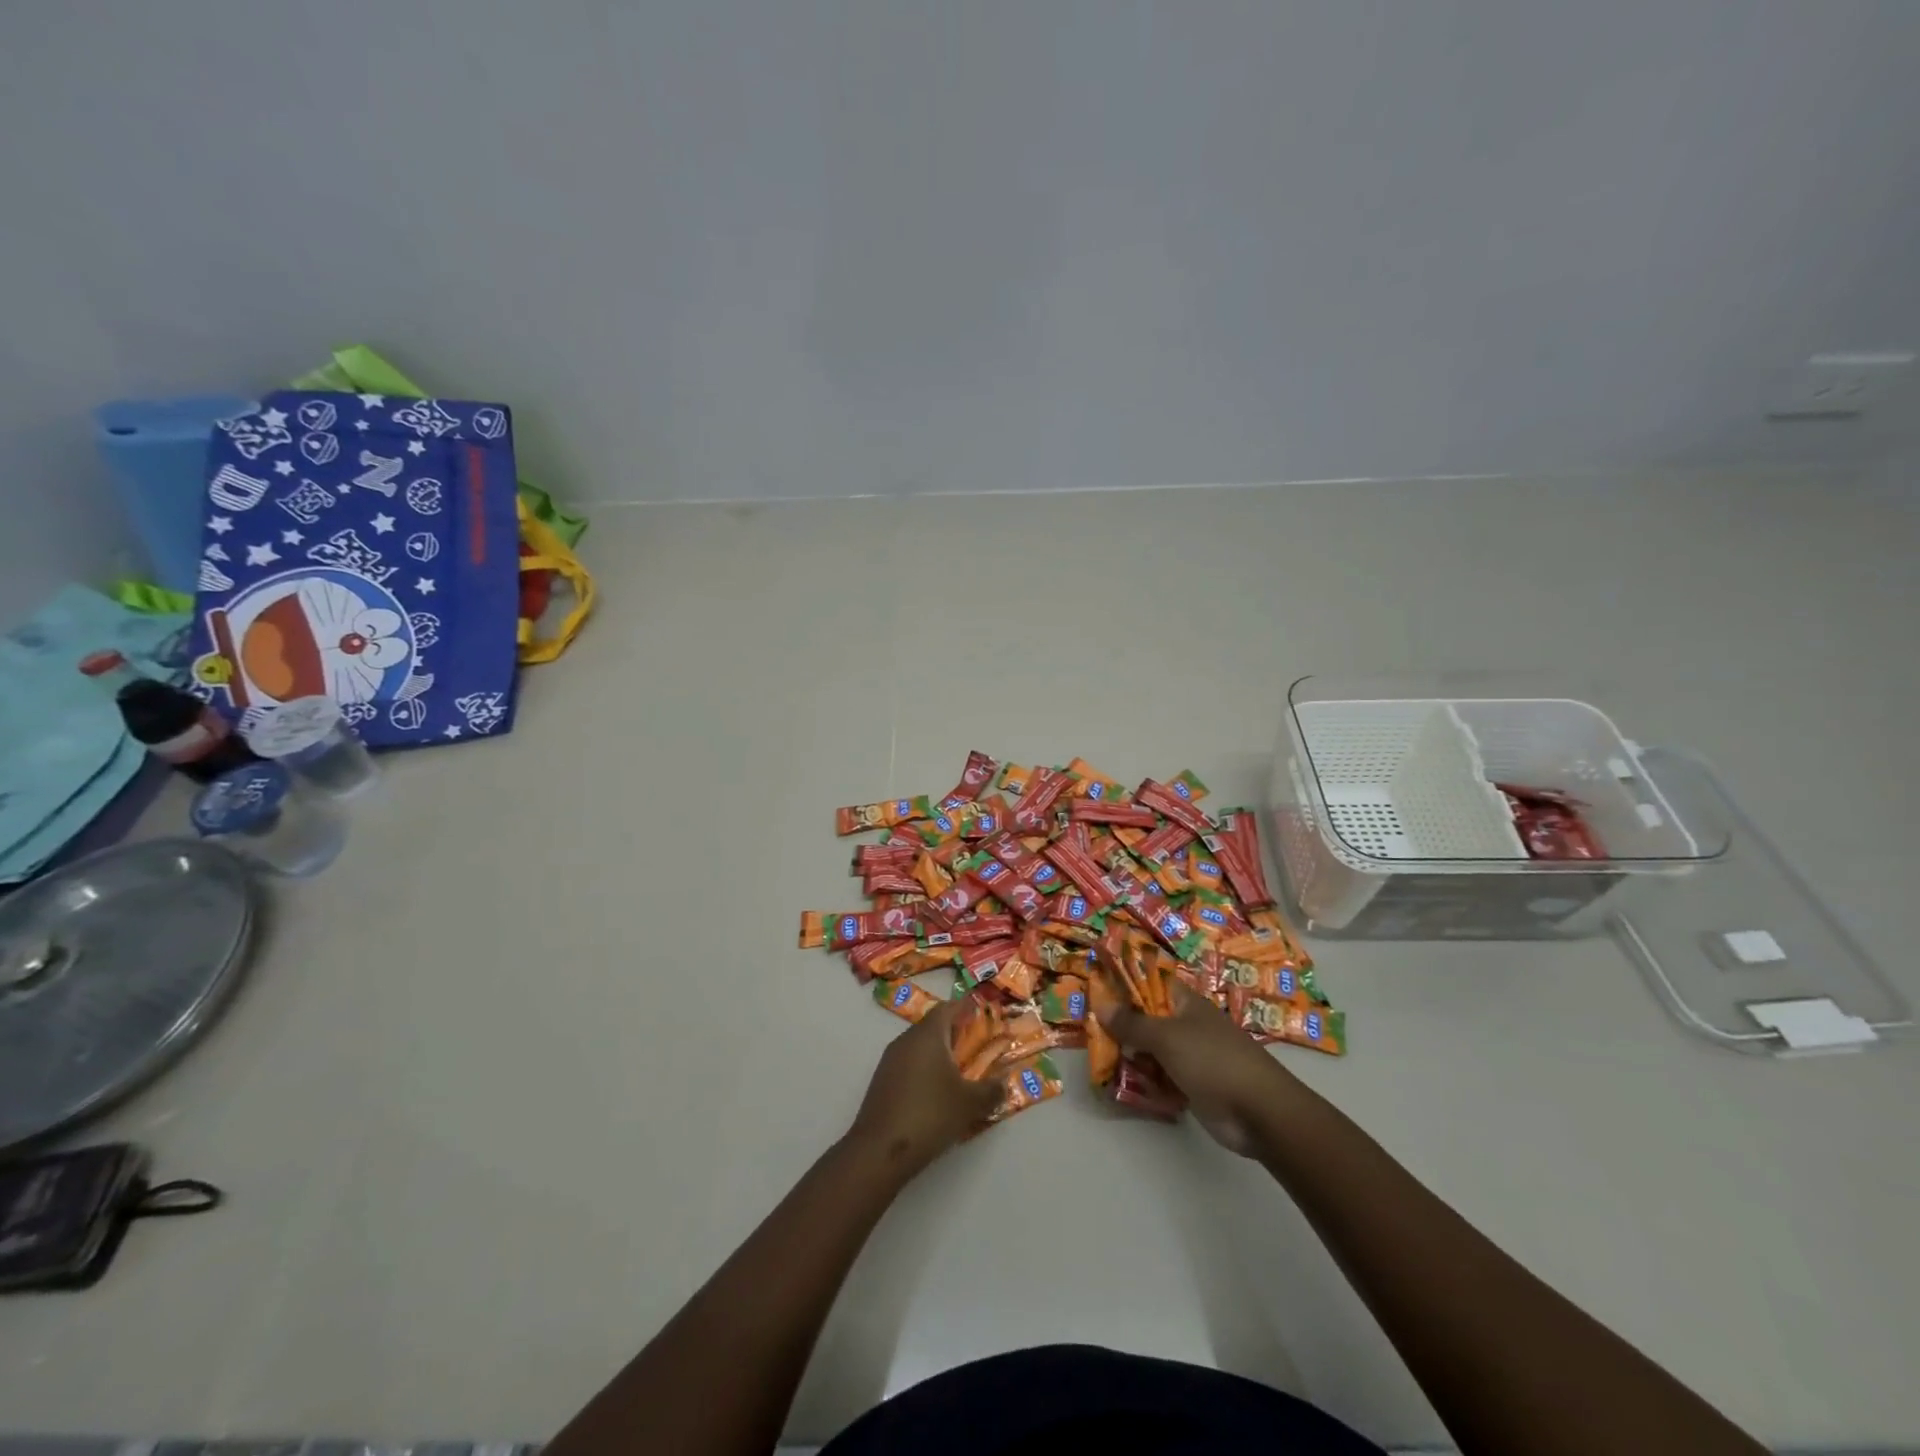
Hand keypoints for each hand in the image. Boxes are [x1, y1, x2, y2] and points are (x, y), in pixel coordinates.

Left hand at [847, 999, 1002, 1175]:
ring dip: (939, 1054)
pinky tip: (935, 1093)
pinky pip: (908, 1064)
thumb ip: (991, 1090)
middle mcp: (906, 1040)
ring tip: (959, 1073)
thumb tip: (1004, 1083)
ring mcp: (890, 1061)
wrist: (880, 1150)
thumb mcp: (970, 1103)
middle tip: (975, 1047)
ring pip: (919, 1047)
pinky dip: (924, 1070)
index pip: (947, 1008)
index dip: (965, 1009)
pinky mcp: (882, 1081)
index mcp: (928, 1035)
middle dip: (954, 1034)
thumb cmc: (930, 1114)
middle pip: (933, 1026)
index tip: (980, 1015)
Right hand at [1096, 983, 1296, 1155]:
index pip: (1150, 983)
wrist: (1260, 1112)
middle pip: (1146, 1019)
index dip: (1125, 984)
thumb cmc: (1213, 1060)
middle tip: (1091, 1033)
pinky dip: (1145, 1083)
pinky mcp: (1192, 1086)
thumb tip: (1101, 1004)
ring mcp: (1190, 1057)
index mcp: (1185, 1003)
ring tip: (1101, 1063)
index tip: (1096, 990)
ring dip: (1130, 1058)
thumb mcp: (1166, 1037)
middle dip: (1121, 1027)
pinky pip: (1160, 1079)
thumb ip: (1132, 1023)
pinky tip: (1124, 1088)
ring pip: (1151, 1051)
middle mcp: (1186, 1026)